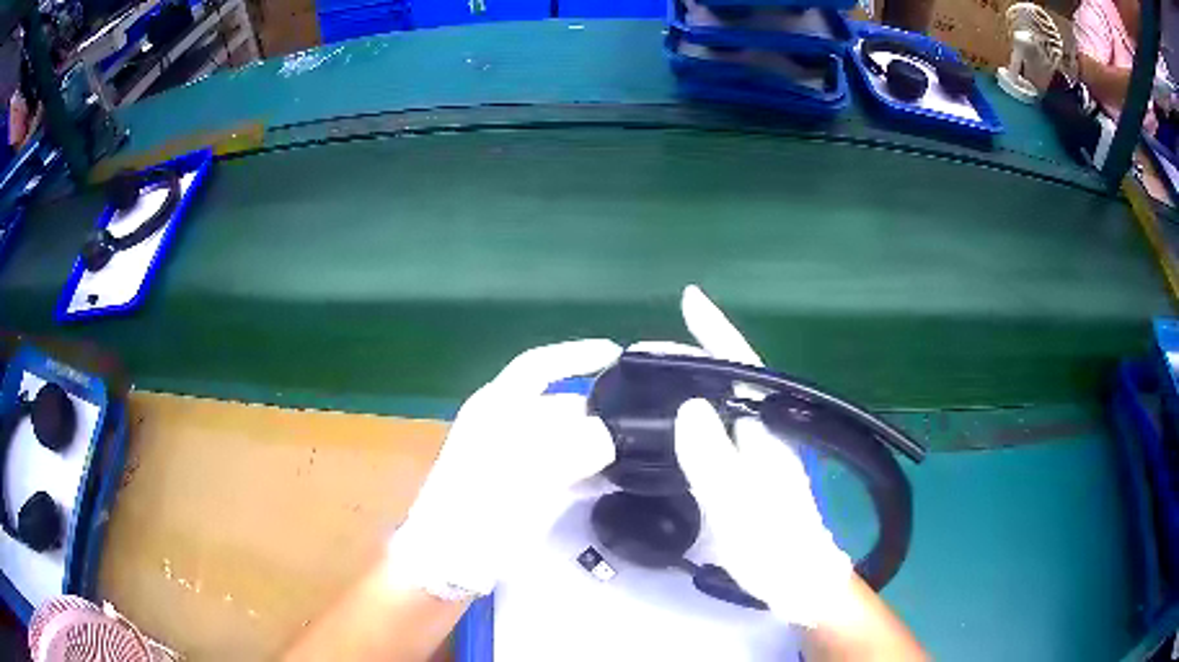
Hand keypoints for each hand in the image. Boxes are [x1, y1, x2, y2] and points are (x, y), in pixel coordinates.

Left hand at [386, 340, 621, 598]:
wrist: (446, 562)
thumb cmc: (479, 510)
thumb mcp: (529, 472)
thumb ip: (575, 446)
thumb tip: (610, 435)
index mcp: (495, 408)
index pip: (539, 366)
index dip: (577, 355)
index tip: (616, 355)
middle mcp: (502, 426)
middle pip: (557, 406)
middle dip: (597, 412)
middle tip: (641, 423)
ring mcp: (509, 459)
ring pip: (562, 440)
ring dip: (596, 445)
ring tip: (636, 454)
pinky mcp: (517, 488)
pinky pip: (560, 469)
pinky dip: (585, 472)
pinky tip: (610, 482)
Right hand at [645, 286, 853, 627]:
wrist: (798, 581)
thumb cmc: (775, 548)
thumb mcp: (740, 508)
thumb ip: (715, 461)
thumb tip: (688, 406)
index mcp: (769, 430)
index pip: (744, 366)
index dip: (718, 331)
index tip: (691, 299)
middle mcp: (766, 430)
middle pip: (730, 377)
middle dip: (690, 355)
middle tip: (641, 355)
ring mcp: (757, 450)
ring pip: (722, 401)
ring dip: (689, 381)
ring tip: (646, 376)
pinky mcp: (747, 469)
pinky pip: (715, 427)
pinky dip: (691, 412)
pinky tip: (670, 418)